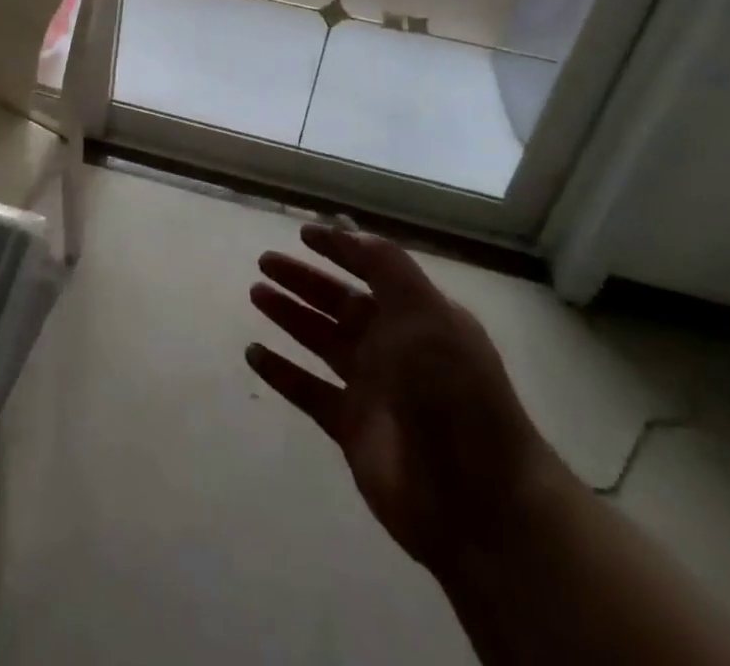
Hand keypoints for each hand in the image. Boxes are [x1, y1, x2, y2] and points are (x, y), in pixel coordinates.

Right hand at [246, 224, 561, 572]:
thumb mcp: (425, 314)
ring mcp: (371, 388)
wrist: (476, 499)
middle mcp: (393, 347)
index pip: (373, 271)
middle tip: (265, 261)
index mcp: (417, 317)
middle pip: (340, 303)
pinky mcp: (351, 428)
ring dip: (289, 316)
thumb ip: (386, 267)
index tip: (303, 232)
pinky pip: (307, 390)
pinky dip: (281, 372)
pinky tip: (252, 353)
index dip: (340, 249)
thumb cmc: (452, 392)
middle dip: (304, 280)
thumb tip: (348, 230)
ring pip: (320, 340)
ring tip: (256, 293)